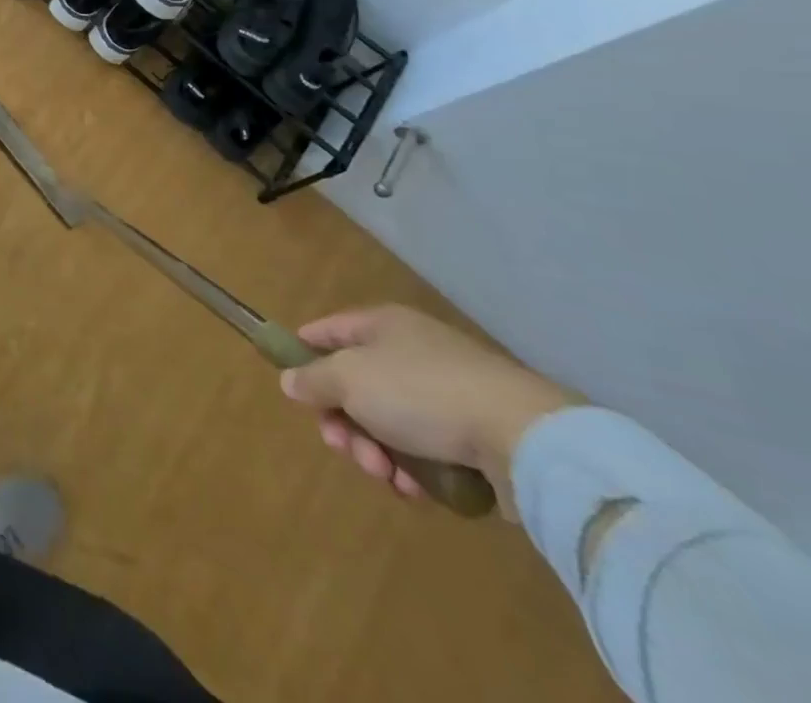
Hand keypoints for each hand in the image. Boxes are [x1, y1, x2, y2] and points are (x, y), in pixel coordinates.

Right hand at [278, 304, 574, 515]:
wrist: (525, 440)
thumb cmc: (420, 392)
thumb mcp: (348, 378)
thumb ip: (312, 378)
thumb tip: (290, 381)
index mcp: (383, 326)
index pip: (329, 330)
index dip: (304, 351)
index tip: (291, 383)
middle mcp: (413, 353)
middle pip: (356, 385)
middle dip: (342, 422)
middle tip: (343, 447)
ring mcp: (448, 395)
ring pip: (389, 424)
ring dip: (376, 452)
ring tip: (385, 475)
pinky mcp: (477, 438)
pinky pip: (427, 452)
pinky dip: (414, 471)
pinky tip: (416, 489)